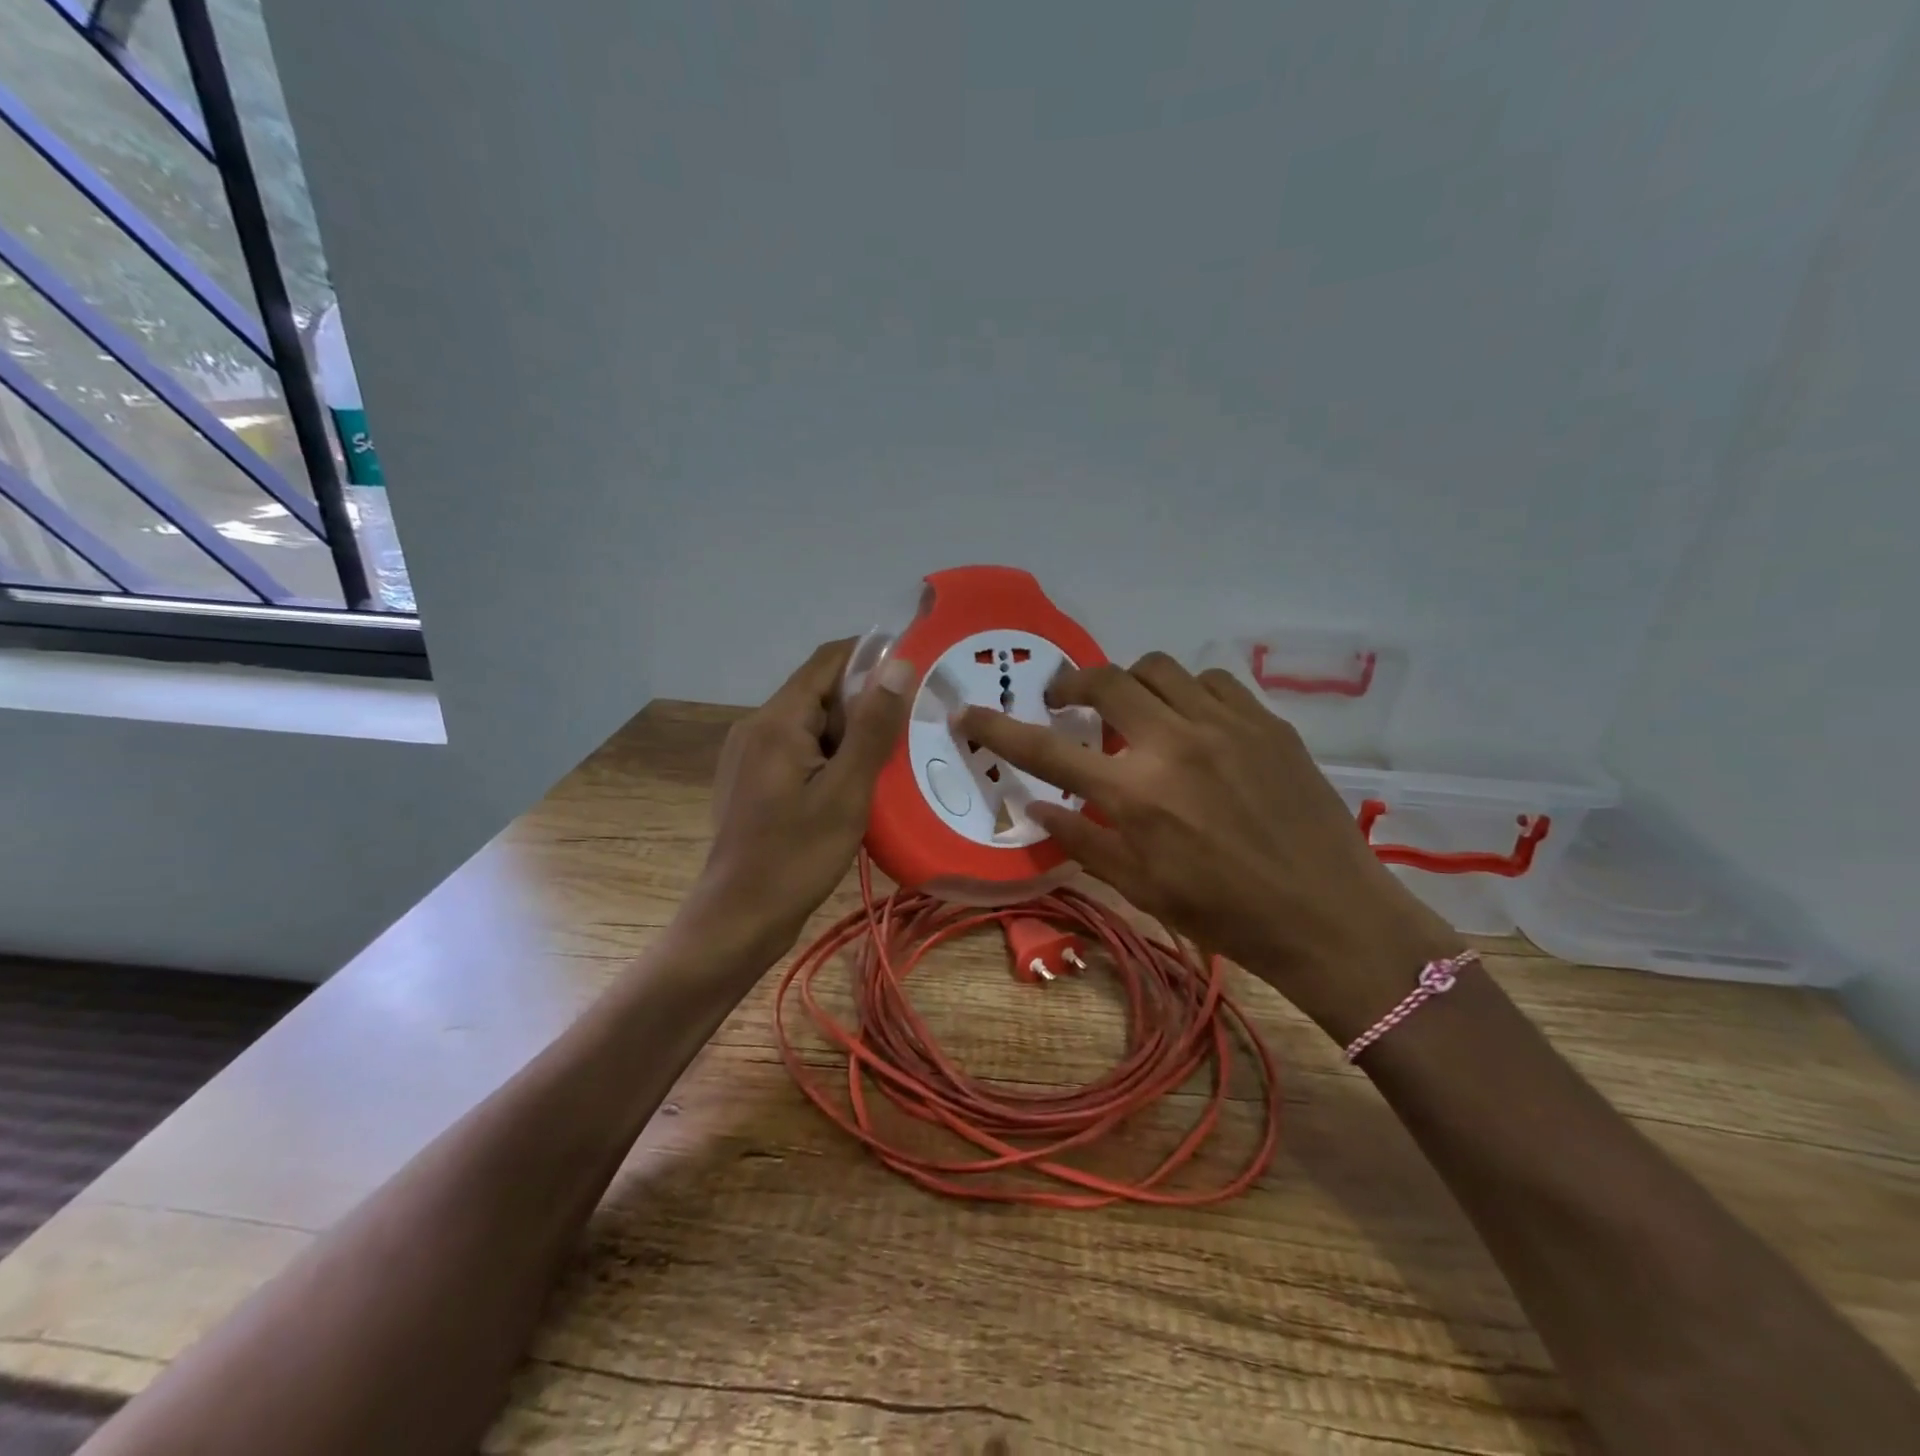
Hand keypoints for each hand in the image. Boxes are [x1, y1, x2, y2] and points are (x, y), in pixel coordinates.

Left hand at [686, 639, 914, 962]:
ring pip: (812, 724)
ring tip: (891, 762)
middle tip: (911, 731)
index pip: (829, 660)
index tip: (917, 673)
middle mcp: (758, 726)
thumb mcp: (846, 792)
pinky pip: (799, 750)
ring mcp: (750, 754)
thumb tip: (898, 664)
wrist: (738, 919)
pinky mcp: (752, 780)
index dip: (873, 657)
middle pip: (820, 692)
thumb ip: (872, 726)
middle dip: (866, 704)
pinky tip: (856, 786)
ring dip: (851, 734)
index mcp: (778, 721)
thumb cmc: (796, 857)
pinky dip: (831, 756)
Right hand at [957, 653, 1462, 1042]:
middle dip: (1072, 684)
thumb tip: (1033, 804)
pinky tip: (1191, 721)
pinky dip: (1186, 692)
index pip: (1047, 750)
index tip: (967, 712)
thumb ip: (1081, 839)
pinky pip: (1211, 680)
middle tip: (1068, 704)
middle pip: (1104, 680)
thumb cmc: (1225, 912)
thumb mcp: (1140, 887)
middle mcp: (1172, 744)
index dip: (998, 728)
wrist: (1328, 912)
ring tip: (1134, 711)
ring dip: (1131, 682)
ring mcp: (1224, 724)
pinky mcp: (1265, 720)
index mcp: (1134, 794)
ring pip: (1158, 667)